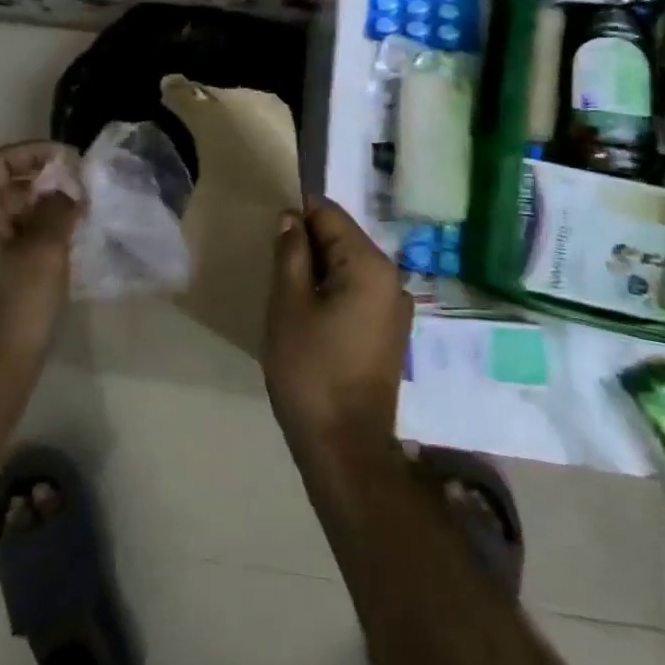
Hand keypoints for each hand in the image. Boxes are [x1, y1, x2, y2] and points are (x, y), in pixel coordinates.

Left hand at [0, 142, 80, 401]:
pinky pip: (6, 244)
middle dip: (42, 183)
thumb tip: (66, 192)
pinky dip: (33, 236)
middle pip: (1, 189)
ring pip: (6, 218)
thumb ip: (58, 211)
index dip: (31, 152)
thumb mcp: (44, 253)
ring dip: (40, 211)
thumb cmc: (14, 310)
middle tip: (80, 190)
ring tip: (78, 216)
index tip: (68, 159)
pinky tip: (63, 247)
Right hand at [263, 199, 413, 462]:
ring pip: (349, 266)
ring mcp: (395, 307)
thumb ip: (291, 253)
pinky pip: (358, 292)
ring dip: (318, 269)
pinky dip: (333, 291)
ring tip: (286, 289)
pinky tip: (308, 313)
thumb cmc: (311, 371)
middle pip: (343, 238)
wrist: (345, 449)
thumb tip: (291, 218)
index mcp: (370, 265)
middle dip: (307, 243)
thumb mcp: (288, 305)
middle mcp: (392, 278)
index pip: (330, 215)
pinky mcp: (390, 332)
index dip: (297, 214)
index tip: (268, 230)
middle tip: (272, 262)